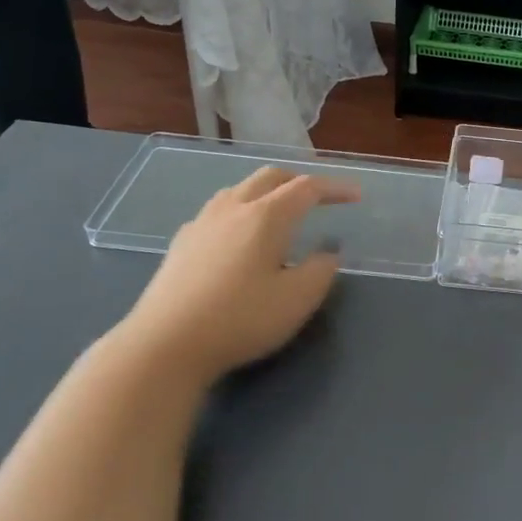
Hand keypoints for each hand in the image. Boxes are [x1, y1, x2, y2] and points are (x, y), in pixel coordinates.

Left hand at [115, 167, 359, 388]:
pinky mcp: (181, 243)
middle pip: (270, 177)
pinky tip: (239, 239)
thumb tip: (328, 252)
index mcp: (266, 216)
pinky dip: (241, 212)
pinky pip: (218, 211)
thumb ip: (321, 270)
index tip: (355, 195)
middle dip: (299, 181)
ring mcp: (202, 223)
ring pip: (240, 189)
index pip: (307, 188)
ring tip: (280, 215)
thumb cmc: (241, 319)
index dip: (334, 188)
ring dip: (267, 193)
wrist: (165, 343)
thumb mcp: (297, 300)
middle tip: (319, 199)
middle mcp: (233, 208)